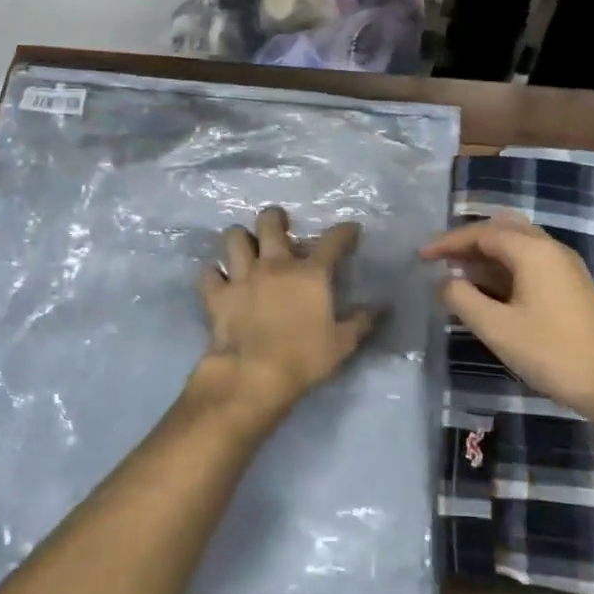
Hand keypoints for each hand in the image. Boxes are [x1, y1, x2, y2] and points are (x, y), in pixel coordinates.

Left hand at [191, 206, 380, 423]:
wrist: (253, 376)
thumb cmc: (304, 358)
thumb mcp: (342, 343)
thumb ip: (363, 321)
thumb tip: (383, 305)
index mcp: (310, 273)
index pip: (333, 240)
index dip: (344, 231)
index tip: (351, 230)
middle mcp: (275, 264)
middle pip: (270, 222)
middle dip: (275, 218)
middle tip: (280, 226)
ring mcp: (242, 276)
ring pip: (234, 238)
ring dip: (241, 239)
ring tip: (246, 247)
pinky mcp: (217, 294)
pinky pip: (209, 273)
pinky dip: (214, 274)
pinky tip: (220, 279)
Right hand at [421, 214, 593, 425]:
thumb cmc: (551, 352)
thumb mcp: (496, 328)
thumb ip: (462, 299)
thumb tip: (443, 281)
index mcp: (532, 250)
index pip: (481, 233)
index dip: (448, 242)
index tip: (421, 257)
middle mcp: (550, 247)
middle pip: (501, 228)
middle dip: (468, 241)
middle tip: (440, 259)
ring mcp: (564, 265)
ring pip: (517, 243)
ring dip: (486, 253)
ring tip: (458, 273)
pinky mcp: (571, 284)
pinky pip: (530, 260)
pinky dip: (504, 265)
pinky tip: (489, 289)